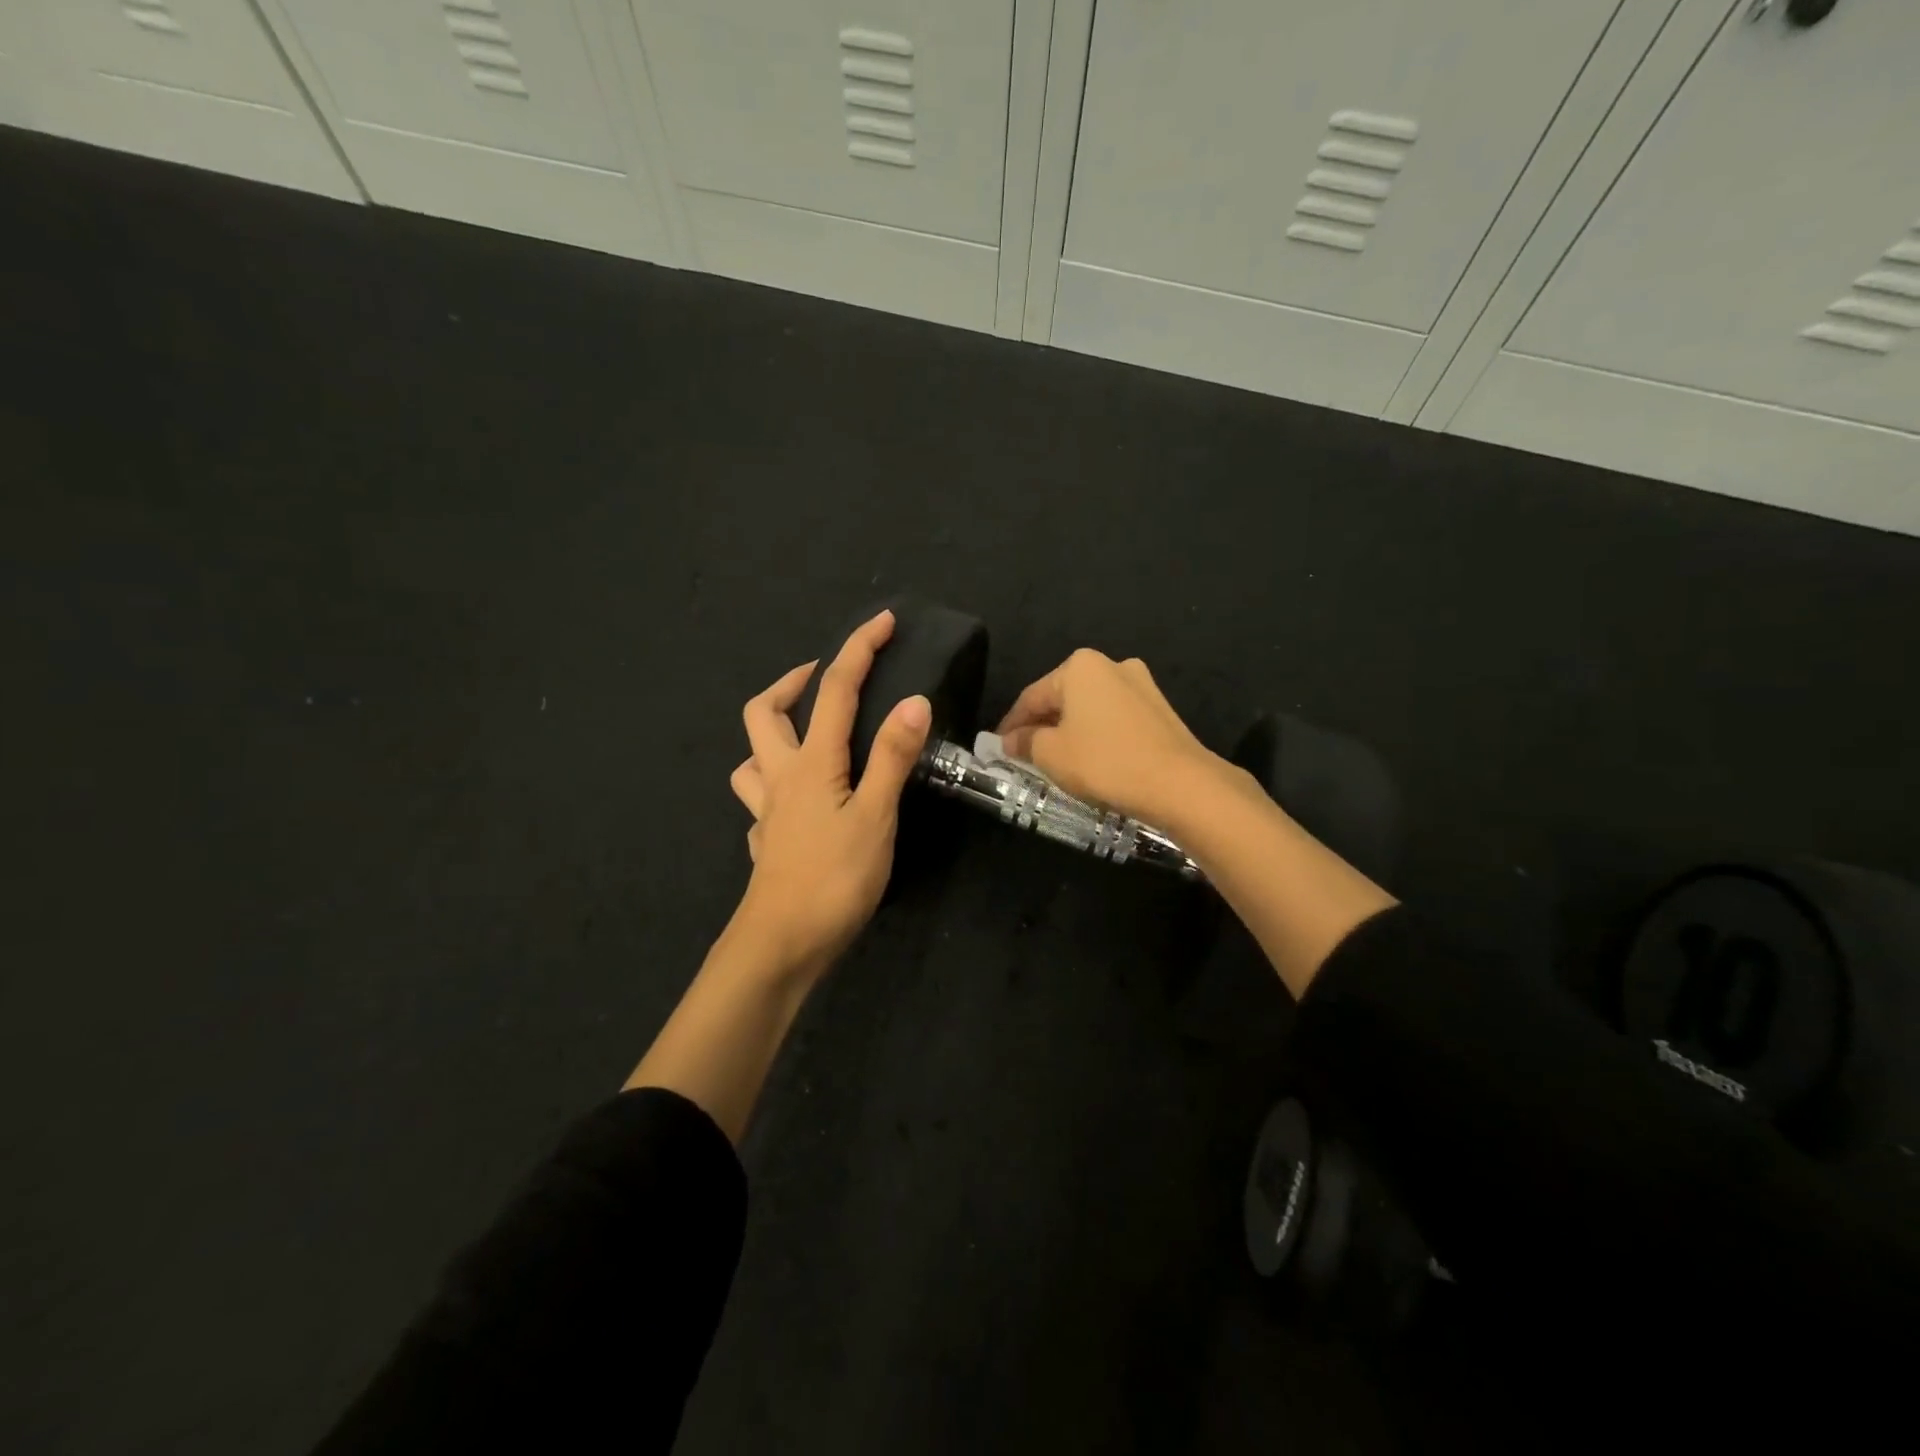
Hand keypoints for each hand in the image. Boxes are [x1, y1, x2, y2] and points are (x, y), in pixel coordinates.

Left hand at [727, 610, 931, 976]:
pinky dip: (775, 785)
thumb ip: (892, 758)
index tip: (881, 621)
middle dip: (790, 682)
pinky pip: (759, 799)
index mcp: (811, 763)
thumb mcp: (875, 816)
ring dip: (772, 733)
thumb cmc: (833, 879)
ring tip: (805, 734)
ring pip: (751, 757)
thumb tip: (914, 701)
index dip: (858, 650)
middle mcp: (779, 777)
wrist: (781, 945)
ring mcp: (766, 812)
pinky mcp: (765, 841)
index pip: (834, 690)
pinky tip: (797, 803)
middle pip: (764, 712)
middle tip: (821, 677)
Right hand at [996, 648, 1228, 827]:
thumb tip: (1009, 741)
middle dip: (1041, 726)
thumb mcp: (1052, 754)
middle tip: (1023, 755)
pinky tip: (1090, 760)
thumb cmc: (1105, 762)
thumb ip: (1025, 742)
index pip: (1031, 696)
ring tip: (1055, 760)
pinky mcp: (1160, 710)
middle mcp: (1111, 665)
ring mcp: (1141, 685)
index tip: (997, 748)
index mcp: (1079, 666)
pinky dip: (1096, 736)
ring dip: (1069, 731)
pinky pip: (1114, 720)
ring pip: (1090, 709)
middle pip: (1062, 698)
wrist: (1180, 784)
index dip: (1010, 724)